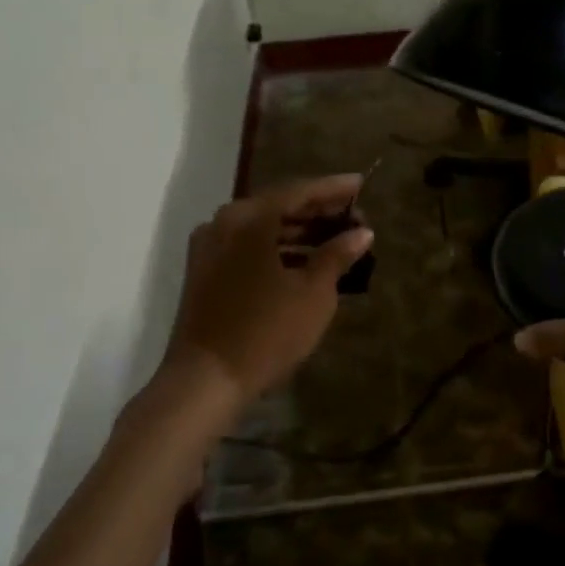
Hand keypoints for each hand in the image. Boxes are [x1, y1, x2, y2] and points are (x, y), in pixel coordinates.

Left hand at [160, 175, 374, 410]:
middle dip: (316, 211)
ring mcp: (208, 247)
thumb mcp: (313, 294)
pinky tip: (302, 261)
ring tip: (335, 239)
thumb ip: (337, 255)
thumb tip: (361, 232)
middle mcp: (223, 222)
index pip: (298, 192)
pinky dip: (275, 249)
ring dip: (297, 231)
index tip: (360, 184)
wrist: (205, 380)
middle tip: (352, 217)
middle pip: (277, 206)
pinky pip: (246, 247)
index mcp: (249, 219)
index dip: (332, 189)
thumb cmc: (266, 333)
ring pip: (261, 228)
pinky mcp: (204, 272)